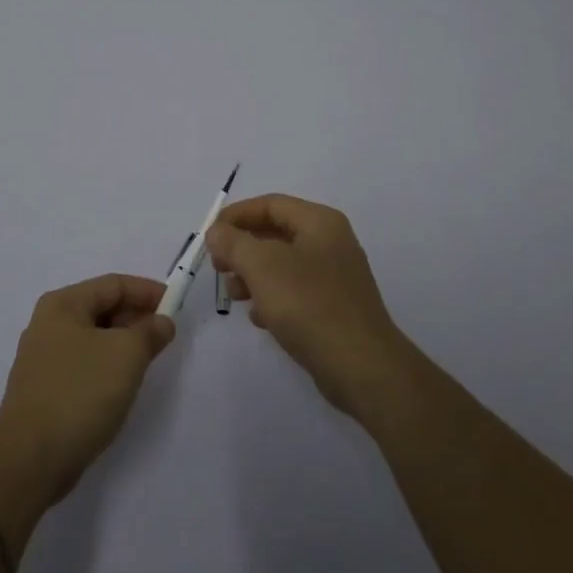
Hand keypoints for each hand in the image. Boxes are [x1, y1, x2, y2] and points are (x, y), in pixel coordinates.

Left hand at [0, 274, 175, 503]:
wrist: (29, 459)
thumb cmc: (80, 393)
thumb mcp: (126, 355)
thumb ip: (149, 332)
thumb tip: (161, 322)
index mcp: (63, 304)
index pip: (113, 284)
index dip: (147, 291)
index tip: (175, 306)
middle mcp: (48, 324)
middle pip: (102, 308)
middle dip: (136, 318)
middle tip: (165, 335)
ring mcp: (43, 358)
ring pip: (93, 338)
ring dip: (123, 344)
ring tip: (149, 360)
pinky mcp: (44, 389)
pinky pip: (84, 364)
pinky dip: (107, 366)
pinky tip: (121, 385)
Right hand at [206, 194, 412, 417]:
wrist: (362, 368)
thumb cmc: (310, 306)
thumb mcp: (262, 267)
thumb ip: (234, 243)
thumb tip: (217, 232)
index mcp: (320, 222)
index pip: (270, 204)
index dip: (236, 215)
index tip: (209, 235)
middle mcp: (331, 242)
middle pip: (275, 233)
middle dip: (242, 247)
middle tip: (218, 267)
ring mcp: (335, 276)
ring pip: (282, 264)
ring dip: (253, 274)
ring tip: (234, 295)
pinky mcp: (334, 307)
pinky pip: (295, 291)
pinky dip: (272, 297)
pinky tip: (258, 317)